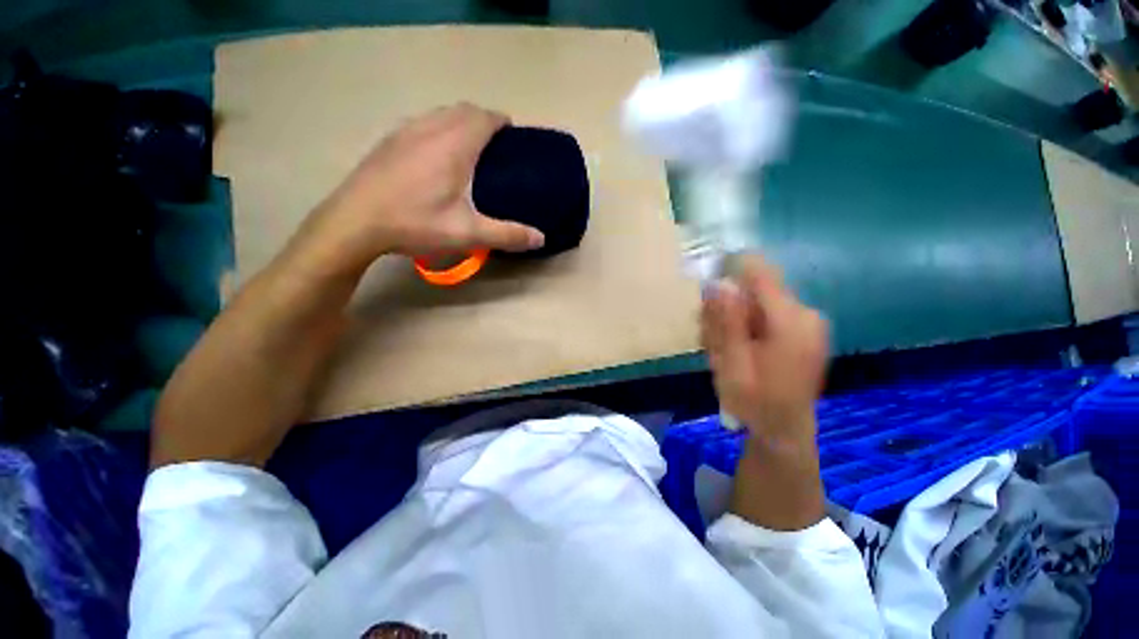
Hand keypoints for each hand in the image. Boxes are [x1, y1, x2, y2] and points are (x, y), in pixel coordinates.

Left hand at [291, 103, 544, 276]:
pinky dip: (438, 128)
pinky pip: (422, 122)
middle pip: (463, 110)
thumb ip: (507, 234)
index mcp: (453, 145)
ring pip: (440, 113)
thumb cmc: (415, 223)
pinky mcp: (388, 141)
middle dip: (484, 120)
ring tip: (469, 148)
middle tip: (496, 146)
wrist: (354, 222)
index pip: (484, 117)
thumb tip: (541, 238)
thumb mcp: (467, 233)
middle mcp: (430, 128)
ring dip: (460, 122)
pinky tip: (436, 155)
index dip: (501, 122)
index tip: (513, 136)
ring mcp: (405, 131)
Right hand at [701, 255, 828, 451]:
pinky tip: (736, 351)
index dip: (728, 273)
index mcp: (791, 320)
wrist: (783, 430)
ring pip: (755, 303)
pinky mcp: (801, 330)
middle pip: (753, 290)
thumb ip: (727, 321)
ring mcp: (806, 322)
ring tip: (721, 352)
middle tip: (710, 341)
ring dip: (731, 322)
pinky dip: (744, 328)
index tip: (706, 296)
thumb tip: (719, 282)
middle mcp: (804, 313)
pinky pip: (764, 315)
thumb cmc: (755, 402)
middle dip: (724, 310)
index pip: (759, 273)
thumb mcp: (731, 362)